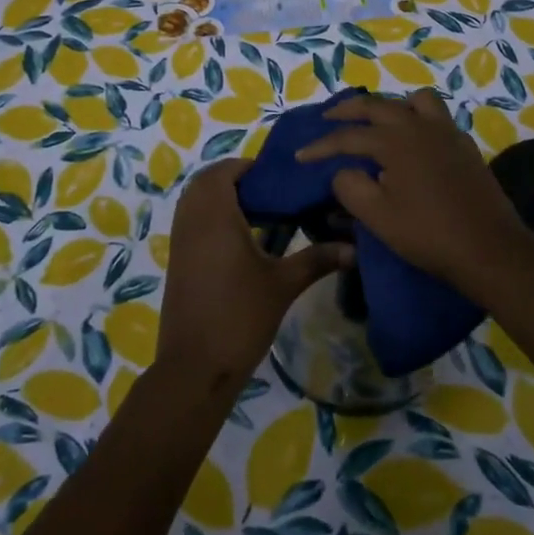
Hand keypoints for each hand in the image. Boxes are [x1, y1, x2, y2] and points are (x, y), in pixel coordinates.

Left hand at [156, 159, 353, 390]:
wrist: (195, 367)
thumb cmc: (240, 316)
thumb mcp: (283, 284)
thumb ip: (318, 258)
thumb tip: (356, 246)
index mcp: (215, 214)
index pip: (226, 170)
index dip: (250, 167)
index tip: (280, 178)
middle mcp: (192, 219)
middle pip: (208, 181)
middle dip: (236, 180)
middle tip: (272, 193)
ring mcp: (180, 240)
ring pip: (196, 201)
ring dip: (222, 198)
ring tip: (260, 213)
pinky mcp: (178, 260)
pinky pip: (192, 221)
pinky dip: (211, 217)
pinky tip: (242, 241)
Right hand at [296, 89, 527, 294]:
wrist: (489, 248)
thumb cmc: (428, 233)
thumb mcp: (377, 216)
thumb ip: (350, 186)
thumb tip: (343, 171)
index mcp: (395, 140)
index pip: (348, 137)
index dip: (320, 146)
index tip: (300, 156)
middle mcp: (419, 125)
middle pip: (377, 106)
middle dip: (348, 110)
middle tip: (328, 118)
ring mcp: (446, 132)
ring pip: (413, 100)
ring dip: (390, 106)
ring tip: (378, 122)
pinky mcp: (464, 145)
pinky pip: (436, 116)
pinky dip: (417, 118)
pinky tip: (413, 140)